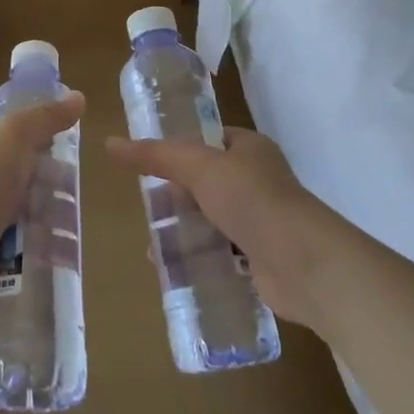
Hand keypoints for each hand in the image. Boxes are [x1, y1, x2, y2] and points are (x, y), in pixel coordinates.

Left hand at [0, 93, 84, 314]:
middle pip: (18, 174)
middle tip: (72, 193)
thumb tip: (78, 97)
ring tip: (71, 226)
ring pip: (20, 211)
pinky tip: (59, 251)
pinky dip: (38, 247)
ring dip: (47, 218)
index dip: (34, 139)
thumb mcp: (15, 134)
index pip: (4, 134)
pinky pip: (18, 245)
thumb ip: (46, 117)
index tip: (62, 150)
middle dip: (47, 184)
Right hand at [104, 127, 327, 328]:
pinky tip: (176, 271)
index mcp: (250, 149)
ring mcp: (262, 220)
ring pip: (213, 220)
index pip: (209, 142)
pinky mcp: (262, 258)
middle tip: (148, 212)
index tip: (149, 168)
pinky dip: (201, 259)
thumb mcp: (197, 167)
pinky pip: (223, 254)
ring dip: (185, 232)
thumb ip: (155, 156)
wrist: (303, 262)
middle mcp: (259, 180)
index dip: (179, 152)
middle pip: (206, 183)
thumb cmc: (251, 200)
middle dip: (176, 198)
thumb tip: (109, 143)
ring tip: (153, 248)